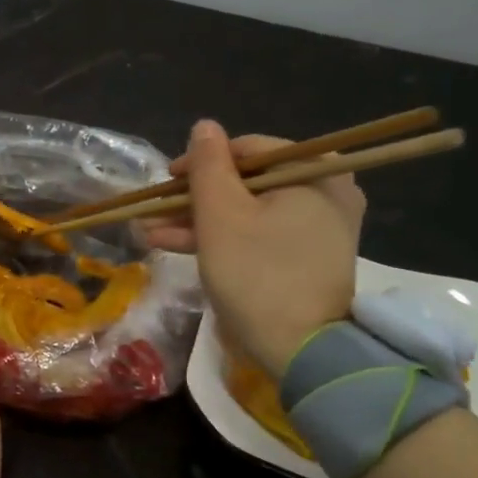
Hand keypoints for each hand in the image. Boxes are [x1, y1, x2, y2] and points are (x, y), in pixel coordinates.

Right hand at [144, 120, 364, 374]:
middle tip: (154, 209)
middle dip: (194, 198)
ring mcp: (318, 227)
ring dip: (199, 220)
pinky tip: (175, 244)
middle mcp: (326, 192)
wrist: (300, 351)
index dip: (200, 162)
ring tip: (151, 231)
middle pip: (247, 182)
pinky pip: (260, 234)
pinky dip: (222, 238)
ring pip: (248, 211)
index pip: (248, 150)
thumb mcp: (220, 215)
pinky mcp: (306, 257)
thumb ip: (208, 166)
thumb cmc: (256, 273)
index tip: (165, 181)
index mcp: (315, 172)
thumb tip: (204, 126)